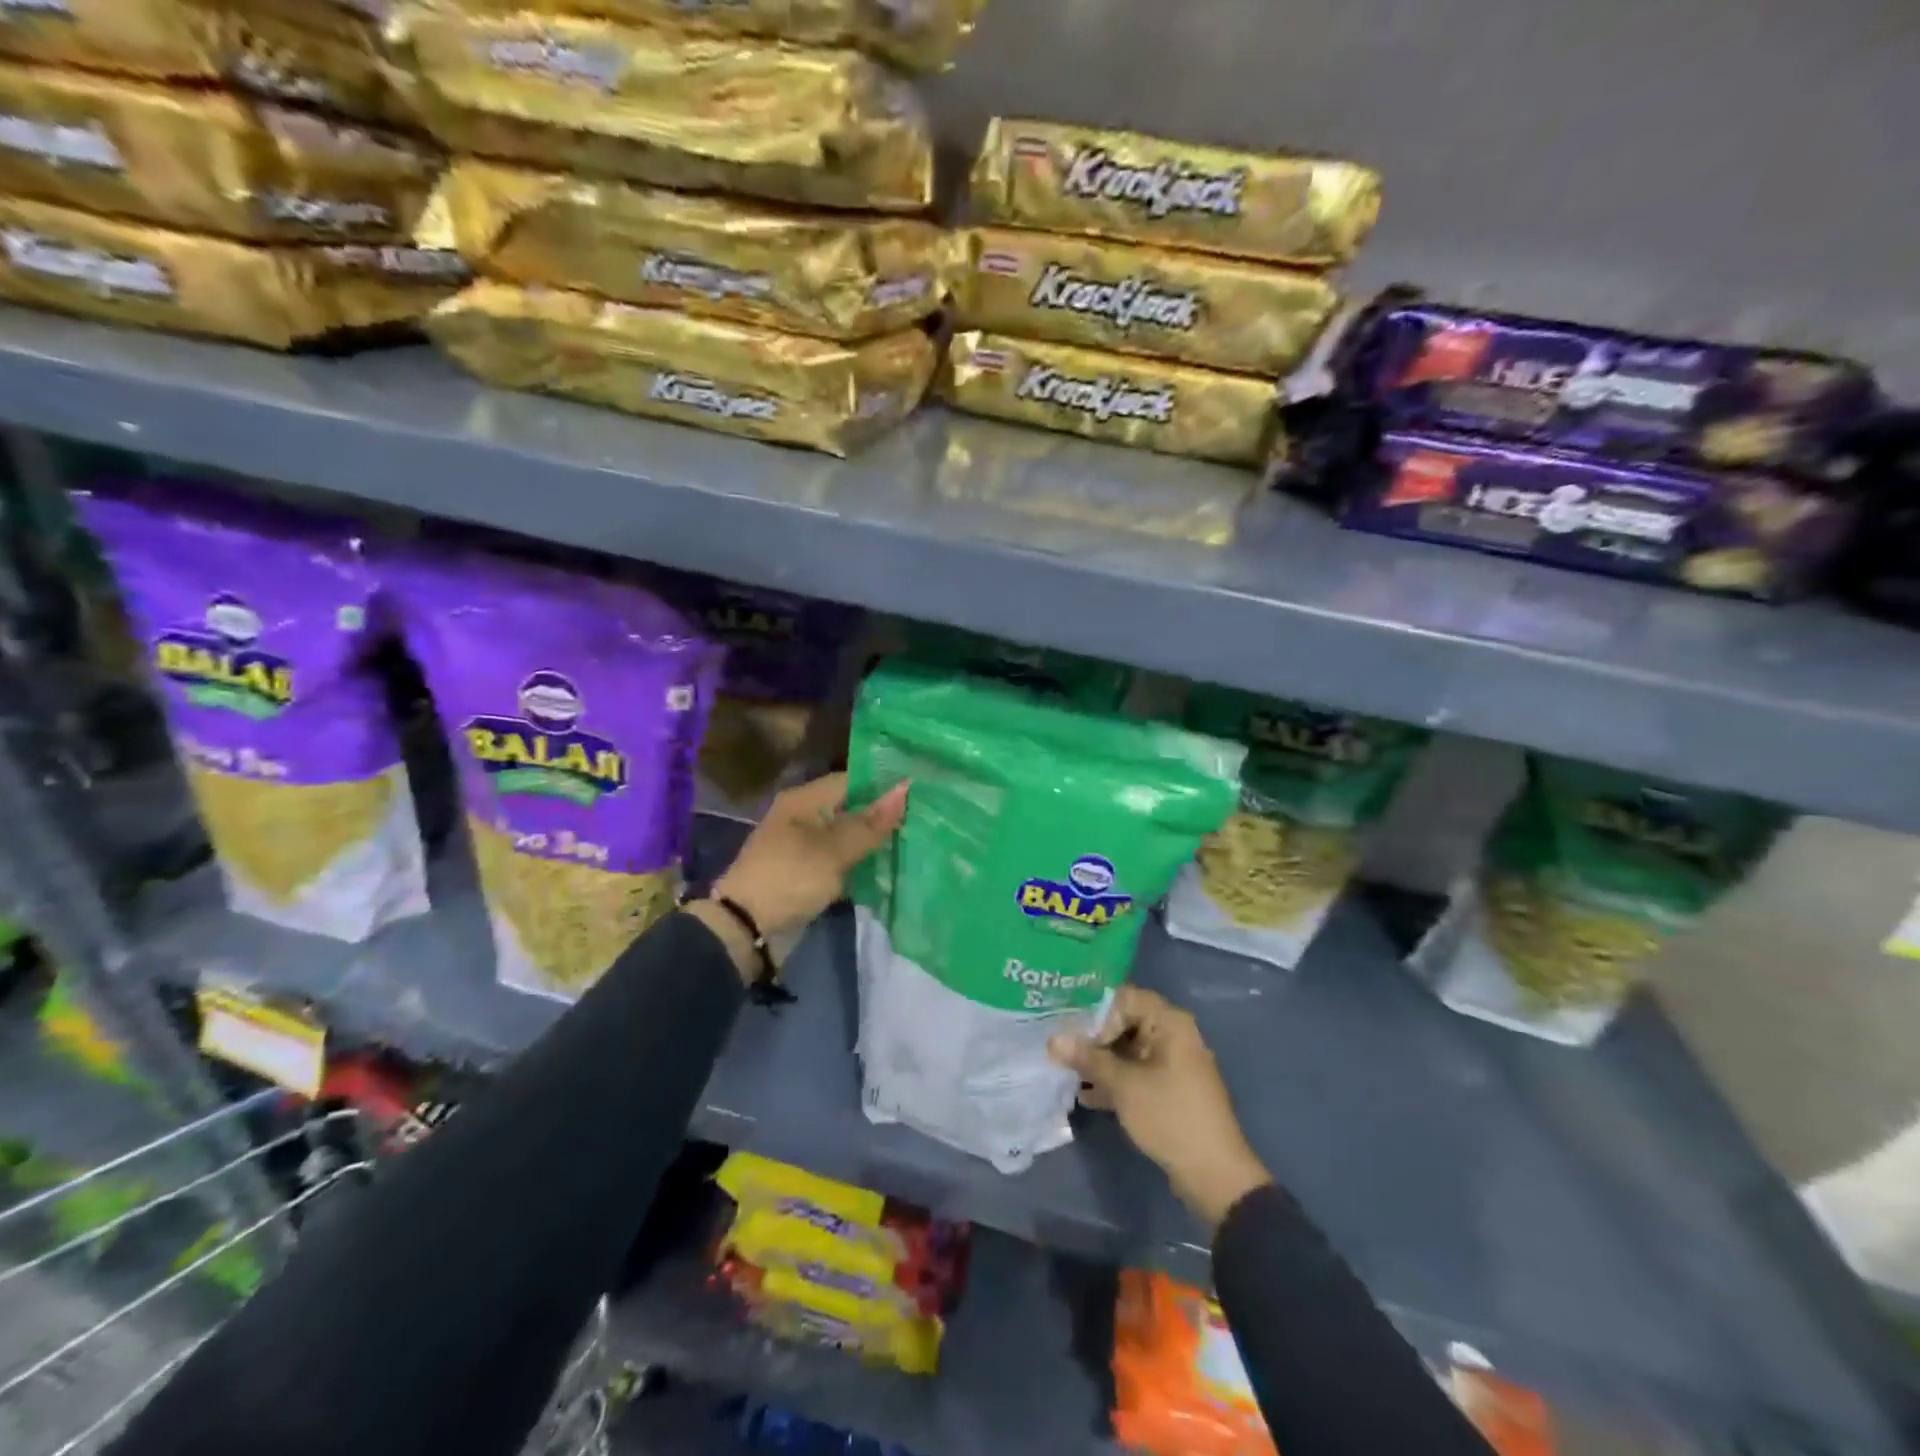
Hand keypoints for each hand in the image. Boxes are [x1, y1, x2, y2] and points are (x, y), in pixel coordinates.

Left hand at [688, 774, 908, 978]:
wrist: (746, 930)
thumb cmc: (790, 878)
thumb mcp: (834, 850)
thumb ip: (871, 823)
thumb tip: (905, 788)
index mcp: (804, 800)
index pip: (853, 780)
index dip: (884, 786)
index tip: (921, 793)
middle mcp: (804, 817)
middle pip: (852, 809)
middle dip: (884, 817)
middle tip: (926, 819)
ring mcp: (805, 848)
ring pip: (849, 838)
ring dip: (875, 844)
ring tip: (917, 842)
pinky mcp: (808, 874)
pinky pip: (842, 862)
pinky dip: (862, 865)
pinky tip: (891, 869)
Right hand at [1048, 986, 1270, 1228]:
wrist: (1214, 1175)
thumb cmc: (1170, 1117)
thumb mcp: (1124, 1086)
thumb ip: (1088, 1059)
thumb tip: (1053, 1040)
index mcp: (1170, 1023)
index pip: (1126, 998)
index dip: (1096, 1010)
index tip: (1069, 1027)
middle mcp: (1173, 1035)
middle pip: (1125, 1023)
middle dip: (1093, 1038)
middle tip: (1061, 1049)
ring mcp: (1173, 1064)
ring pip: (1128, 1050)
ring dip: (1101, 1062)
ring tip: (1067, 1072)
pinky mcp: (1170, 1089)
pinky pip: (1137, 1073)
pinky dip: (1115, 1081)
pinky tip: (1086, 1096)